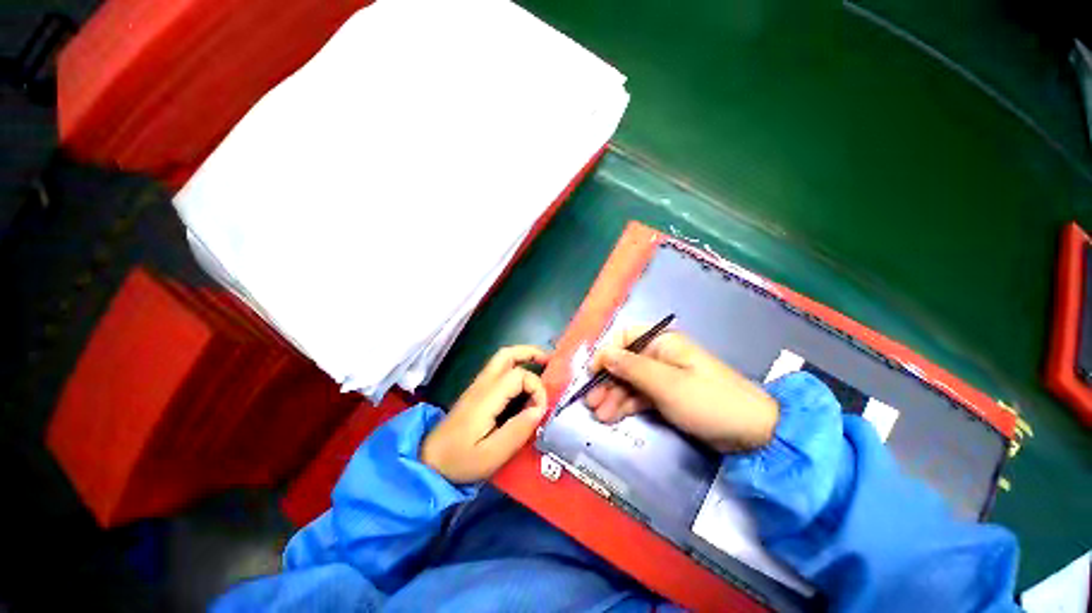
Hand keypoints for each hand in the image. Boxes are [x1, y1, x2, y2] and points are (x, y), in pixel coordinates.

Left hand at [421, 346, 548, 483]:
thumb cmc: (460, 460)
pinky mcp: (477, 391)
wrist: (429, 461)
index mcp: (486, 397)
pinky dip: (517, 367)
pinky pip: (499, 369)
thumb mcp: (491, 454)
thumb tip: (539, 409)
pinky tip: (526, 382)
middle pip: (507, 354)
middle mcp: (482, 384)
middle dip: (531, 353)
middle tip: (551, 363)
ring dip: (524, 357)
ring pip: (502, 358)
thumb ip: (517, 430)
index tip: (540, 410)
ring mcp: (478, 385)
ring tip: (543, 367)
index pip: (519, 375)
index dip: (537, 388)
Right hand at [587, 328, 777, 451]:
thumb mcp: (666, 384)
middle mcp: (660, 355)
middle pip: (624, 362)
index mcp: (662, 342)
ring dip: (613, 395)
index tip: (593, 372)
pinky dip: (626, 404)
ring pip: (630, 381)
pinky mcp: (667, 395)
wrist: (752, 432)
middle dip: (606, 380)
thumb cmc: (707, 400)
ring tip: (599, 415)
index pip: (625, 337)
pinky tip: (613, 416)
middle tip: (591, 401)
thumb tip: (604, 354)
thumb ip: (631, 368)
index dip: (606, 352)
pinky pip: (640, 395)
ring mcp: (663, 376)